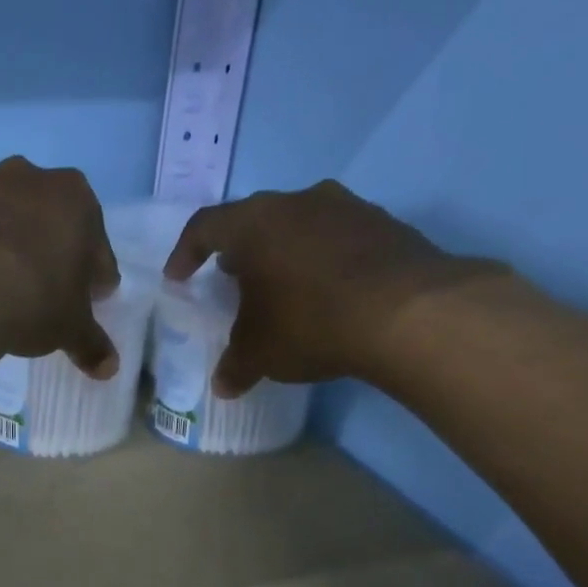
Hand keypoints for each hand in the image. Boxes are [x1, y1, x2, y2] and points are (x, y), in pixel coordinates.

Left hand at [0, 157, 120, 377]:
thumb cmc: (32, 300)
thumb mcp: (70, 329)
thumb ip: (91, 344)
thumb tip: (109, 368)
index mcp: (75, 198)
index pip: (96, 245)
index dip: (95, 277)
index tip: (91, 301)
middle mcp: (31, 179)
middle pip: (51, 222)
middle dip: (53, 254)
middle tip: (50, 293)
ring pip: (7, 222)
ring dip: (11, 249)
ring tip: (6, 290)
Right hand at [164, 181, 501, 395]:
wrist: (409, 313)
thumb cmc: (310, 323)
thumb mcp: (259, 354)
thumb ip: (234, 366)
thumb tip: (223, 385)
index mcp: (254, 224)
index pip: (204, 227)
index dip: (185, 253)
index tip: (178, 278)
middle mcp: (297, 202)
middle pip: (254, 220)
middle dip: (237, 251)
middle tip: (230, 279)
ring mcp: (346, 207)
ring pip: (298, 224)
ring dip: (282, 251)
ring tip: (278, 286)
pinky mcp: (384, 223)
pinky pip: (336, 237)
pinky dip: (321, 260)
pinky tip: (325, 293)